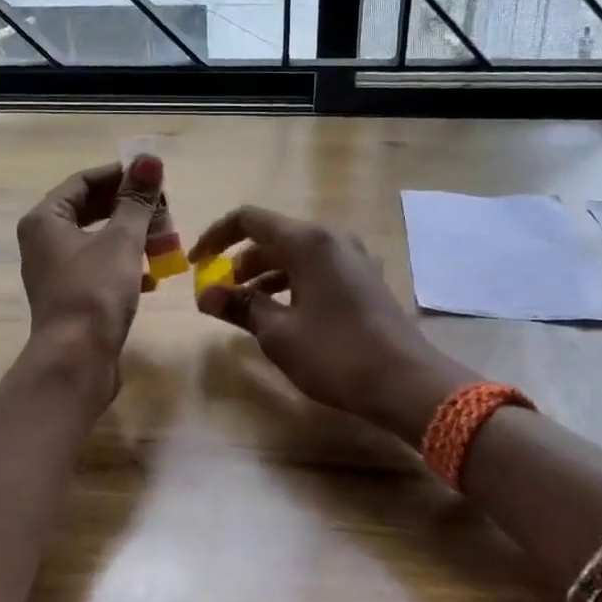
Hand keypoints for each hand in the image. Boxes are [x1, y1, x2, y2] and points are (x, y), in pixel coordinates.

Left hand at [16, 157, 163, 377]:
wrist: (77, 360)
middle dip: (130, 209)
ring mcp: (56, 271)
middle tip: (165, 210)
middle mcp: (44, 241)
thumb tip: (149, 160)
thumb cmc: (95, 291)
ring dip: (132, 236)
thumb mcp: (121, 239)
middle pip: (91, 210)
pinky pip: (100, 268)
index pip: (84, 181)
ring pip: (98, 240)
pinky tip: (152, 275)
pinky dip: (125, 265)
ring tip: (165, 240)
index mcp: (45, 220)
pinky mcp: (72, 297)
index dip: (121, 176)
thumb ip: (136, 200)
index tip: (155, 178)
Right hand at [189, 206, 475, 441]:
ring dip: (265, 274)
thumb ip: (241, 306)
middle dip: (240, 261)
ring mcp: (352, 257)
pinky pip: (316, 268)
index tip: (195, 262)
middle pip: (273, 235)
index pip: (249, 219)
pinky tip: (281, 314)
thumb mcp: (279, 333)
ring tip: (246, 308)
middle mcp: (332, 238)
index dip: (216, 236)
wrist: (406, 383)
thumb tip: (205, 295)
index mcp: (309, 241)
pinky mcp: (363, 278)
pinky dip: (291, 283)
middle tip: (219, 293)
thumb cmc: (336, 354)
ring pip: (295, 254)